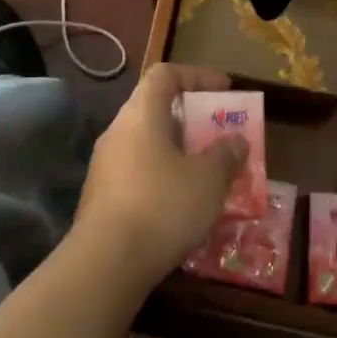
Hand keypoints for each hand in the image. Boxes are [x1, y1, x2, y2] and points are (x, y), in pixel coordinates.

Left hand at [75, 64, 247, 289]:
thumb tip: (236, 141)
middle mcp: (117, 131)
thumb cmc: (162, 206)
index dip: (197, 75)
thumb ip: (225, 155)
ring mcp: (104, 165)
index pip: (165, 74)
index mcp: (141, 114)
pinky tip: (181, 204)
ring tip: (206, 173)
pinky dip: (161, 177)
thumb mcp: (208, 180)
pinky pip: (137, 173)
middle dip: (190, 119)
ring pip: (146, 144)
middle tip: (218, 135)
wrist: (106, 263)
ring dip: (177, 152)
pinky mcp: (100, 197)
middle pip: (154, 109)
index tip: (224, 90)